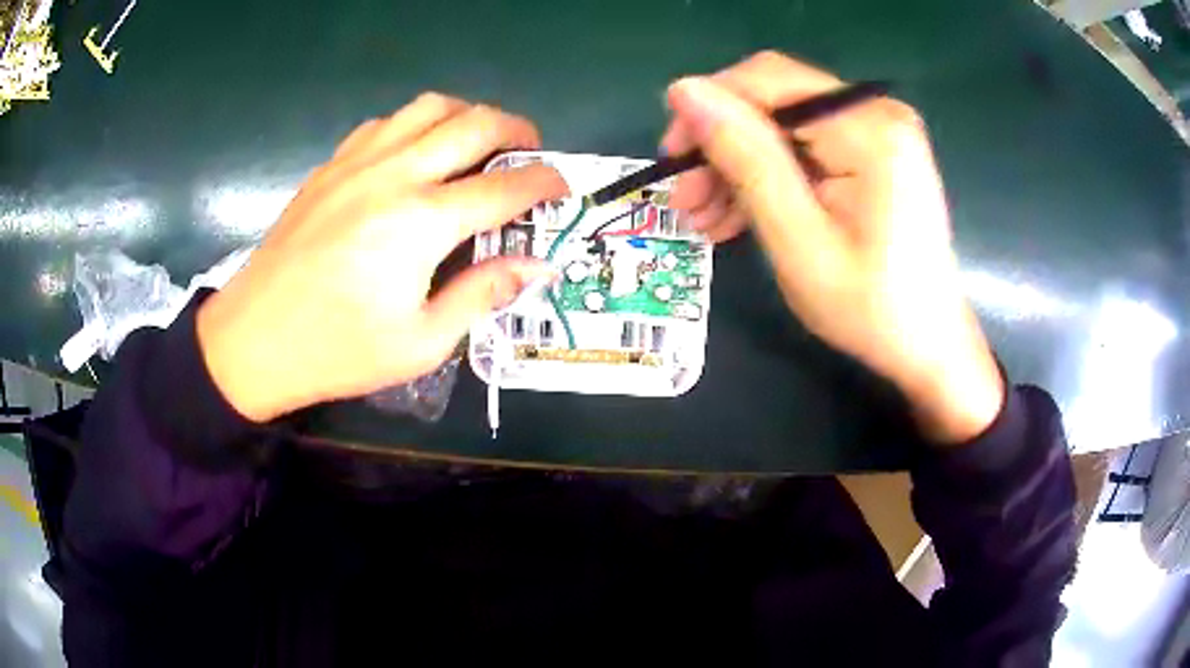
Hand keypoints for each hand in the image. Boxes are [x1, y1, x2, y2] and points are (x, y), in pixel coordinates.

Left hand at [196, 94, 566, 421]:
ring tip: (478, 144)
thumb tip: (537, 266)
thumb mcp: (420, 342)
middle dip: (517, 130)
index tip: (564, 185)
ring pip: (429, 107)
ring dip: (467, 115)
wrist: (255, 339)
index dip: (544, 182)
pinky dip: (416, 125)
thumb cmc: (337, 350)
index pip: (504, 186)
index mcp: (421, 222)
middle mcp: (394, 175)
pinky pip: (386, 123)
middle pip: (474, 123)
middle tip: (531, 153)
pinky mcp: (331, 165)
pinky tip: (415, 154)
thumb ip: (482, 294)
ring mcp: (358, 162)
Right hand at [661, 52, 1002, 444]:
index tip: (671, 159)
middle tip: (685, 200)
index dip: (708, 108)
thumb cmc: (870, 308)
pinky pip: (805, 146)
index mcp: (868, 128)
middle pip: (774, 100)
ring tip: (705, 218)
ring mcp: (878, 130)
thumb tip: (684, 91)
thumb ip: (746, 158)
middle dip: (721, 145)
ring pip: (782, 124)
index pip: (767, 81)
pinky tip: (739, 214)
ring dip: (739, 165)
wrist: (927, 344)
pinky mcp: (874, 150)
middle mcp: (876, 112)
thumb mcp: (798, 239)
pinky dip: (769, 175)